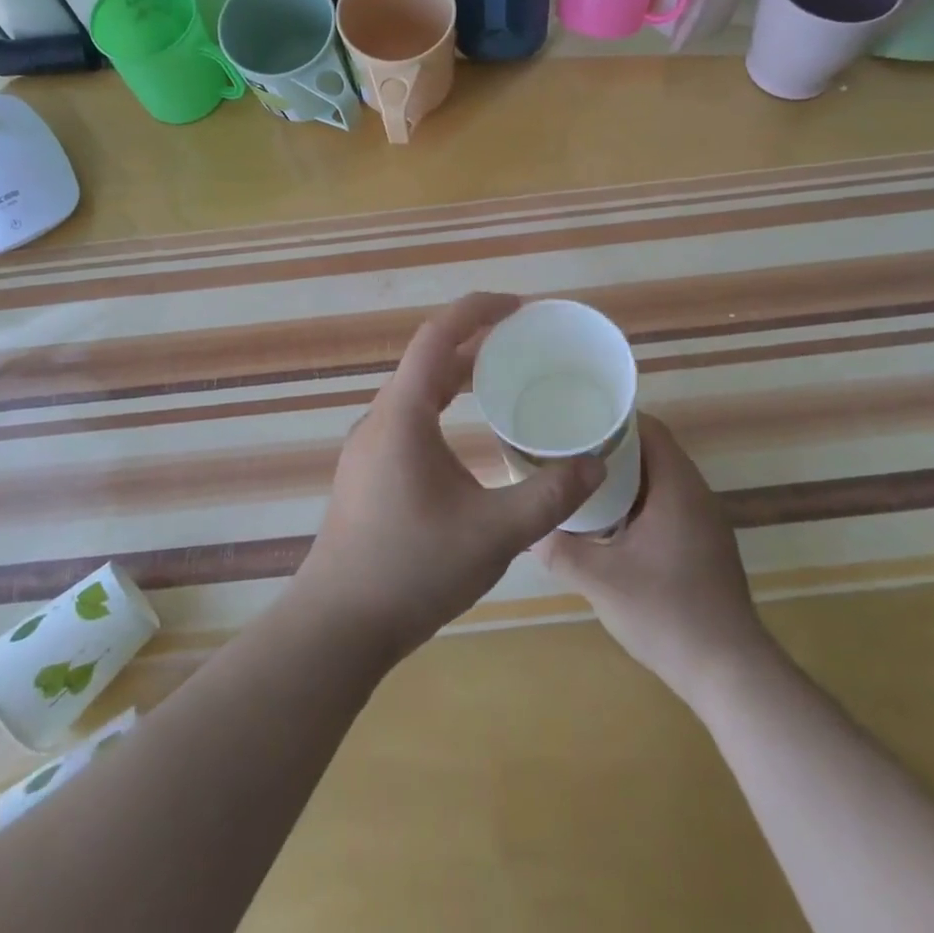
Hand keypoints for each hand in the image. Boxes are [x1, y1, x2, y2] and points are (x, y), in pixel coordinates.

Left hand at [291, 293, 605, 664]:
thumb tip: (595, 465)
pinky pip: (409, 417)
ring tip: (503, 379)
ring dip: (457, 375)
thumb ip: (548, 496)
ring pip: (417, 391)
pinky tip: (468, 432)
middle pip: (428, 360)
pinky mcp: (367, 470)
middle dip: (475, 342)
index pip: (437, 336)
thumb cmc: (412, 569)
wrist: (338, 625)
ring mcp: (368, 445)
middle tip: (523, 342)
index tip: (519, 307)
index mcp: (403, 414)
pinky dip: (443, 405)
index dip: (477, 310)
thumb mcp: (493, 534)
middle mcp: (380, 418)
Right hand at [537, 415, 765, 710]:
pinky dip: (640, 502)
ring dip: (626, 477)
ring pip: (661, 480)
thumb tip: (528, 530)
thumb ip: (560, 550)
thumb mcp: (600, 581)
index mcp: (677, 487)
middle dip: (612, 447)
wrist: (730, 674)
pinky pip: (669, 505)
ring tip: (582, 481)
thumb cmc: (666, 614)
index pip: (649, 428)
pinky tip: (611, 523)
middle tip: (570, 451)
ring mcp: (705, 522)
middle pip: (654, 451)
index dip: (613, 419)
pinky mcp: (706, 546)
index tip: (577, 420)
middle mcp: (697, 495)